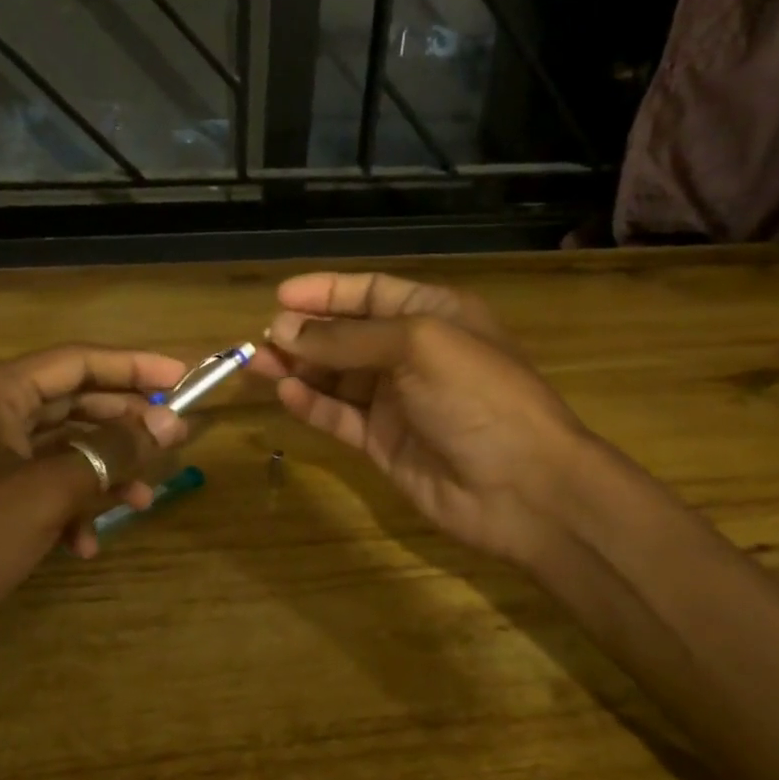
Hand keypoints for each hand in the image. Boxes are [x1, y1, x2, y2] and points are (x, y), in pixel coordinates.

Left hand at [0, 345, 188, 654]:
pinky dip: (65, 507)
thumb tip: (168, 424)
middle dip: (122, 426)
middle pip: (70, 402)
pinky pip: (34, 486)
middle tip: (171, 444)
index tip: (182, 380)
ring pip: (57, 449)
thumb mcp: (43, 493)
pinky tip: (83, 545)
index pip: (76, 361)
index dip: (133, 367)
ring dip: (100, 473)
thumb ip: (109, 453)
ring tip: (140, 503)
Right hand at [256, 272, 591, 571]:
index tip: (280, 297)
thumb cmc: (479, 397)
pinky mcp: (384, 444)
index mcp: (433, 316)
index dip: (326, 292)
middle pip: (347, 337)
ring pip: (336, 378)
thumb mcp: (417, 347)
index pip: (370, 293)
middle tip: (259, 340)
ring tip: (255, 365)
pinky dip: (312, 406)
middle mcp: (413, 354)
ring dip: (298, 370)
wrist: (523, 487)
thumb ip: (347, 340)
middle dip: (304, 335)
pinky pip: (340, 418)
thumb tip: (283, 331)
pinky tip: (284, 396)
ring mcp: (398, 402)